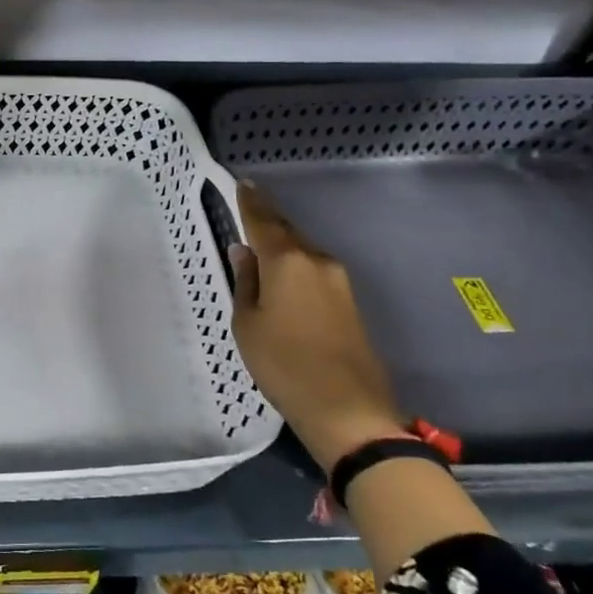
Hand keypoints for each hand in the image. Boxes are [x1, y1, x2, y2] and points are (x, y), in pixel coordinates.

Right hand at [228, 179, 404, 474]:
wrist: (349, 410)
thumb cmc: (284, 364)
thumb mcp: (248, 324)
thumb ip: (245, 282)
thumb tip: (244, 252)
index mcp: (287, 260)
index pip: (263, 220)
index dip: (251, 201)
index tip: (242, 183)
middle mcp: (317, 261)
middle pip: (287, 232)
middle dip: (267, 222)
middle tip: (247, 212)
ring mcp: (339, 281)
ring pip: (303, 252)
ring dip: (282, 247)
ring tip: (260, 250)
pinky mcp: (350, 302)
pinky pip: (315, 271)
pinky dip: (296, 267)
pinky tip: (283, 279)